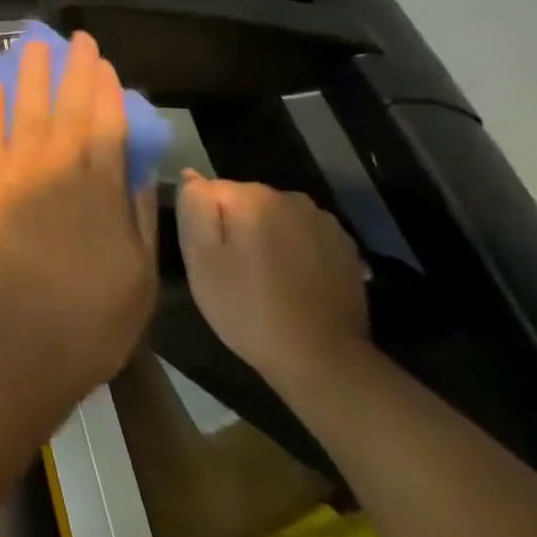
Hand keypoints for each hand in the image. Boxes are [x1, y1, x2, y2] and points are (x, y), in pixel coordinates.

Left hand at [0, 33, 158, 400]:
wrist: (19, 340)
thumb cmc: (92, 318)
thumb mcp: (141, 274)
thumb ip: (138, 214)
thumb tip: (137, 169)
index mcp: (102, 186)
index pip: (108, 123)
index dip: (107, 90)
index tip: (105, 64)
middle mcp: (59, 166)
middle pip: (70, 106)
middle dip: (76, 69)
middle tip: (77, 38)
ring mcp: (16, 171)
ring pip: (27, 109)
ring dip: (33, 75)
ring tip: (34, 44)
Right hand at [175, 171, 371, 395]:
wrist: (322, 361)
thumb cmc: (248, 309)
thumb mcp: (200, 259)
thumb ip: (193, 207)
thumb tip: (192, 175)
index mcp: (251, 197)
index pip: (208, 190)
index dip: (203, 223)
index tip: (210, 257)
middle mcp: (289, 197)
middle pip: (244, 200)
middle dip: (235, 227)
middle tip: (233, 271)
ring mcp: (323, 220)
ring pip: (275, 216)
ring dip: (266, 236)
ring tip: (264, 278)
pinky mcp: (344, 246)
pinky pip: (303, 234)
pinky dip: (294, 249)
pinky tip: (293, 281)